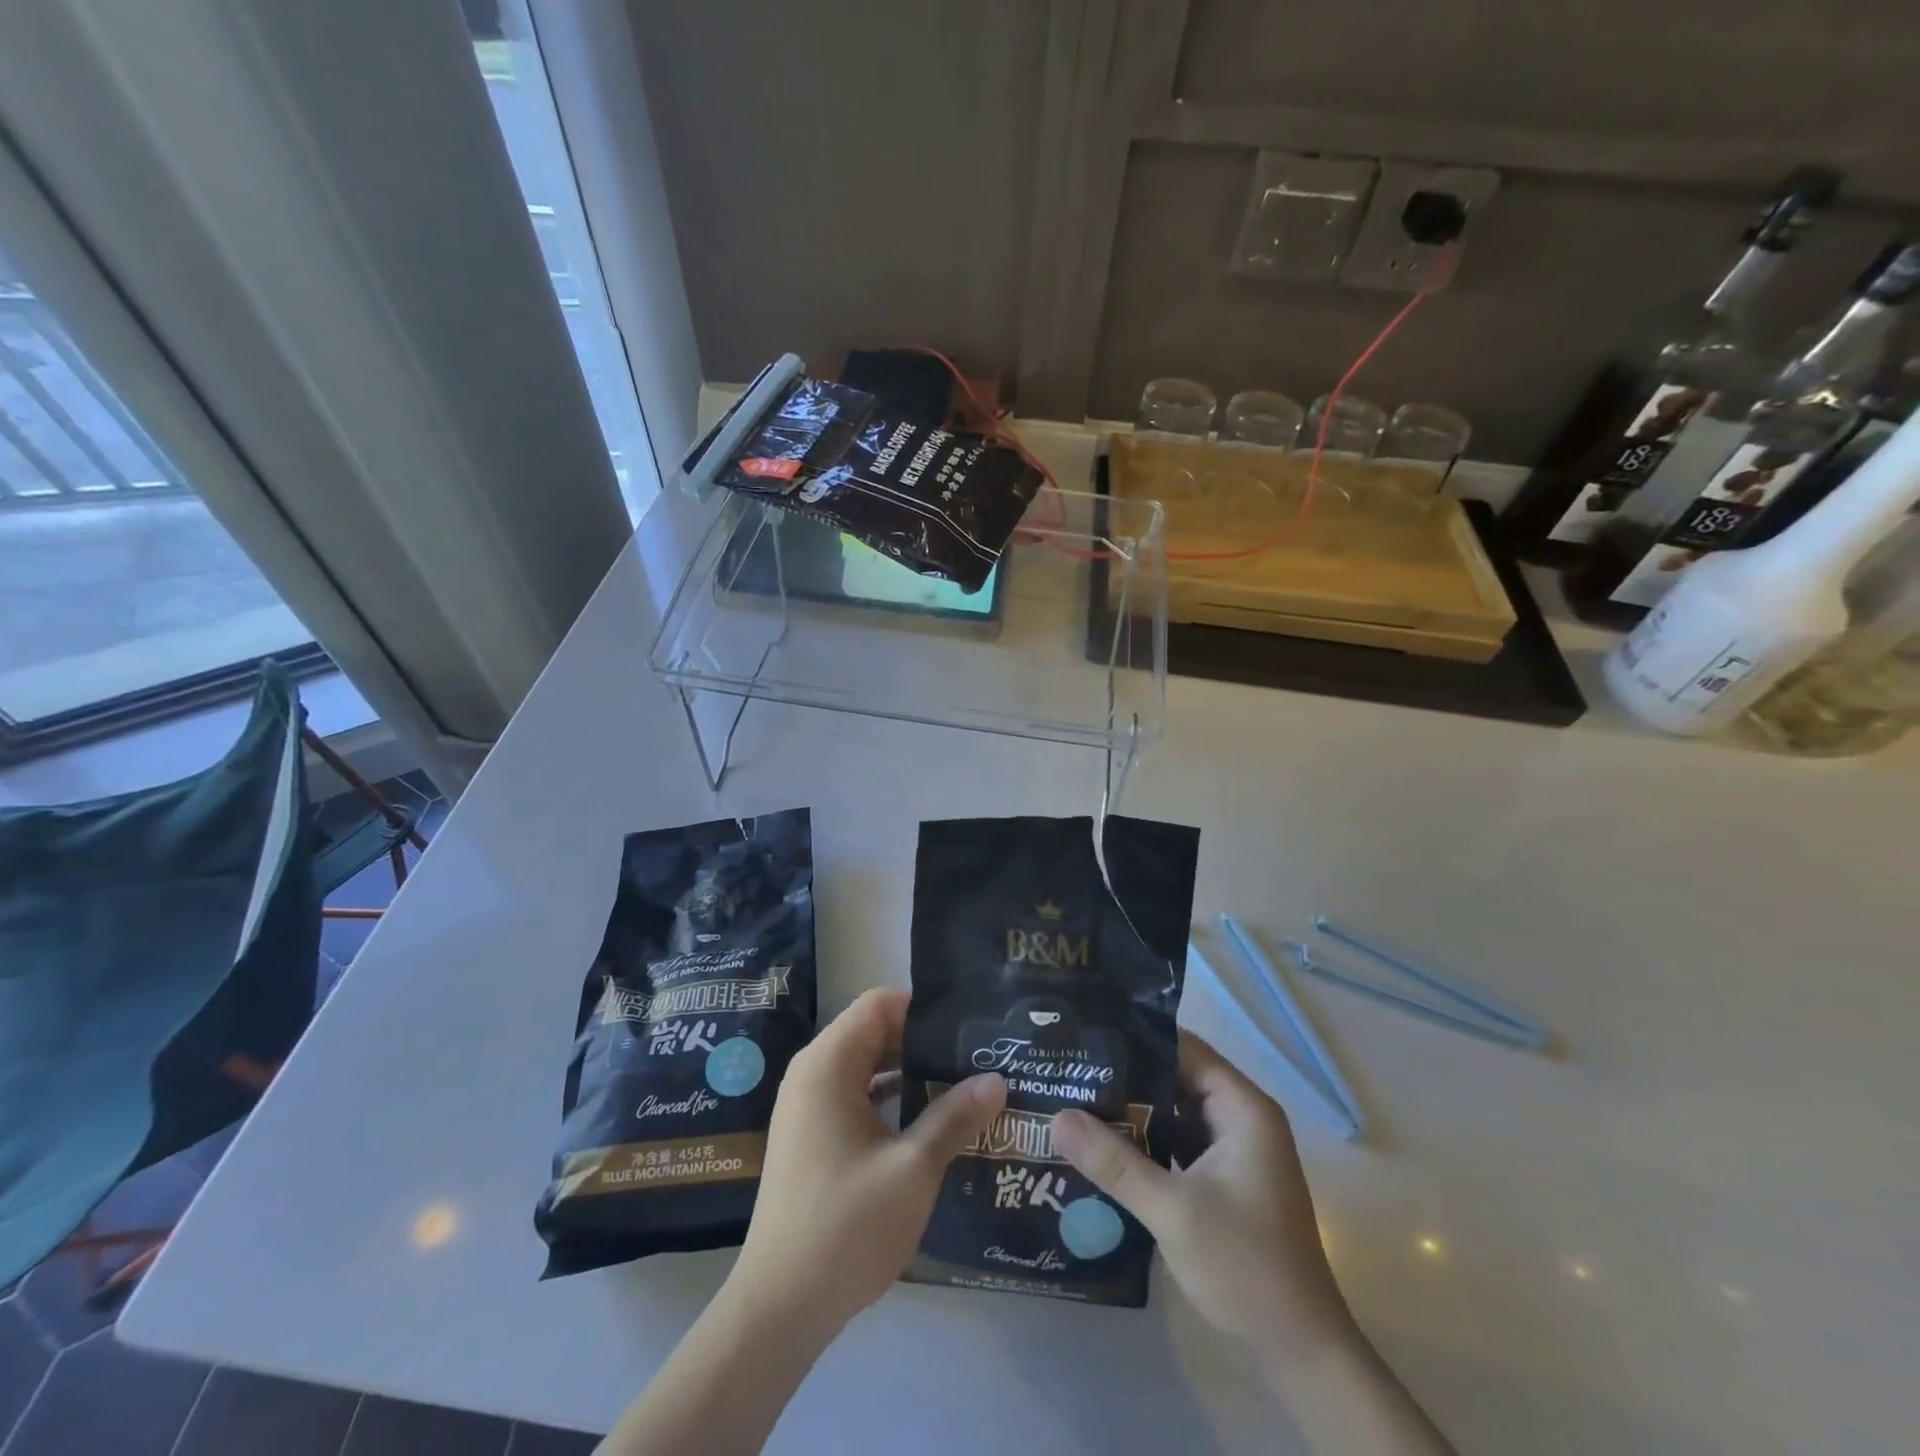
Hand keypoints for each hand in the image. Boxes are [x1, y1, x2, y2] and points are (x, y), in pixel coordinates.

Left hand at [725, 987, 1006, 1340]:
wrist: (779, 1309)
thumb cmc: (846, 1227)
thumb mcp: (913, 1169)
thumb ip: (954, 1116)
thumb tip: (997, 1079)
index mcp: (828, 1064)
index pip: (880, 1004)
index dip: (924, 1008)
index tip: (967, 1027)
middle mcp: (812, 1073)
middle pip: (874, 1032)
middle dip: (924, 1041)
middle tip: (977, 1056)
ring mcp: (808, 1107)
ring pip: (868, 1066)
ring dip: (911, 1072)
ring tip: (964, 1084)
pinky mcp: (812, 1137)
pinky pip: (857, 1096)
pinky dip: (891, 1099)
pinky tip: (930, 1120)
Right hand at [1051, 1030, 1351, 1357]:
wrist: (1299, 1351)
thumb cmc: (1246, 1267)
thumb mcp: (1173, 1210)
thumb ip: (1114, 1162)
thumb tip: (1056, 1117)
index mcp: (1242, 1107)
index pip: (1183, 1047)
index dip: (1135, 1035)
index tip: (1085, 1031)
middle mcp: (1238, 1117)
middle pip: (1174, 1076)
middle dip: (1124, 1073)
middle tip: (1068, 1065)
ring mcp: (1230, 1148)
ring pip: (1171, 1110)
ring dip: (1131, 1107)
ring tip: (1073, 1094)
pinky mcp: (1220, 1177)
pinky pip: (1175, 1140)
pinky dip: (1144, 1139)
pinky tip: (1101, 1140)